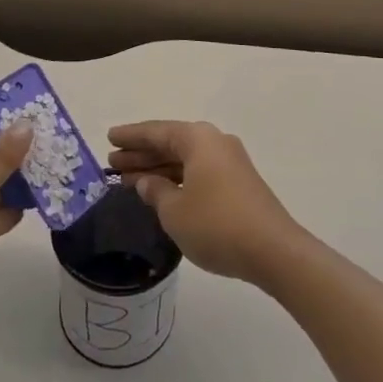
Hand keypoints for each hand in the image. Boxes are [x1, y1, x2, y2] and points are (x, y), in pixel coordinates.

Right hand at [107, 120, 306, 287]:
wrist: (273, 250)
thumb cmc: (216, 224)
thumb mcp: (175, 211)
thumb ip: (155, 191)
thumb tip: (146, 181)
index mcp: (198, 138)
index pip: (156, 132)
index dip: (130, 136)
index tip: (109, 138)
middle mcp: (214, 142)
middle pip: (170, 143)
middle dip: (141, 154)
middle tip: (113, 163)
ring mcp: (229, 162)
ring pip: (184, 159)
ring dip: (157, 168)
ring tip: (127, 179)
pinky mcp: (238, 183)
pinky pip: (198, 172)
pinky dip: (177, 178)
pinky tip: (161, 191)